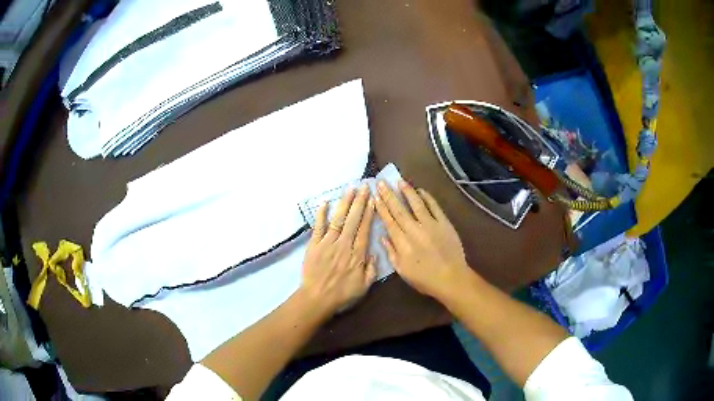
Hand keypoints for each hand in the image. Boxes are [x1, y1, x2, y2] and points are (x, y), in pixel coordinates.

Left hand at [300, 185, 376, 315]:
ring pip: (338, 219)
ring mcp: (327, 243)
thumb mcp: (364, 287)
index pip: (364, 229)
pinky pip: (318, 227)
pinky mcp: (314, 245)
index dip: (369, 213)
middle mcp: (344, 244)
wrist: (317, 298)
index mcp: (357, 254)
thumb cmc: (342, 295)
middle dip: (359, 202)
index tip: (372, 200)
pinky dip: (321, 214)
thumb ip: (371, 270)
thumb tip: (374, 254)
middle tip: (364, 187)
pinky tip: (325, 202)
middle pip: (353, 220)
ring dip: (344, 203)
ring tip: (350, 189)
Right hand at [375, 180, 471, 299]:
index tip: (375, 196)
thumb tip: (383, 237)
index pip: (389, 221)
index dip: (381, 208)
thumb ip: (391, 253)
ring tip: (399, 181)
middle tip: (382, 182)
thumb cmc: (424, 279)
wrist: (451, 278)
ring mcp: (430, 224)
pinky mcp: (444, 223)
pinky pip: (434, 206)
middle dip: (389, 195)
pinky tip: (421, 191)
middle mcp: (414, 230)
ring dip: (407, 192)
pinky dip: (427, 197)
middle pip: (399, 209)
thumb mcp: (402, 271)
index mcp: (402, 242)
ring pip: (416, 204)